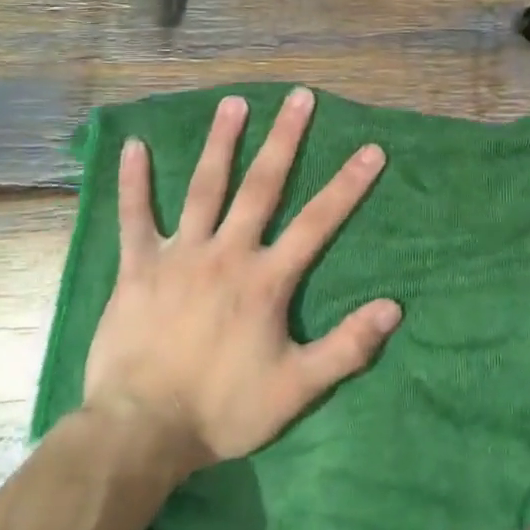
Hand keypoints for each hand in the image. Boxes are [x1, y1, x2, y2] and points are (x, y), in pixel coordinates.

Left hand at [82, 87, 400, 470]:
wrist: (140, 432)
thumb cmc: (221, 410)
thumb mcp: (296, 389)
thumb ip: (347, 347)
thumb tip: (395, 308)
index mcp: (266, 280)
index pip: (318, 222)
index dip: (347, 185)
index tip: (371, 150)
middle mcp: (227, 253)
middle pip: (262, 185)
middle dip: (285, 139)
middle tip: (300, 97)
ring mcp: (180, 255)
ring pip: (204, 187)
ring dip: (221, 142)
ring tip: (234, 102)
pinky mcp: (138, 267)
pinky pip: (134, 217)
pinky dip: (134, 181)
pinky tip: (134, 145)